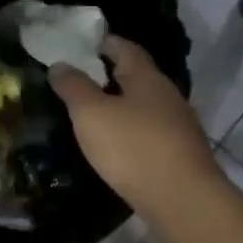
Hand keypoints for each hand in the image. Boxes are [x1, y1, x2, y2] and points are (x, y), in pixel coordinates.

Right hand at [50, 35, 226, 224]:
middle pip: (138, 77)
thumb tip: (60, 64)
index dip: (105, 42)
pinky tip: (118, 146)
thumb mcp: (91, 114)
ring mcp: (178, 127)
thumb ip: (74, 87)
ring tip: (94, 115)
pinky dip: (132, 132)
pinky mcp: (180, 155)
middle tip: (82, 80)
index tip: (83, 43)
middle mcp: (168, 96)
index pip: (126, 48)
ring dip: (123, 106)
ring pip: (145, 107)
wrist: (182, 200)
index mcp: (147, 78)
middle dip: (112, 75)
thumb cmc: (133, 148)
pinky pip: (151, 133)